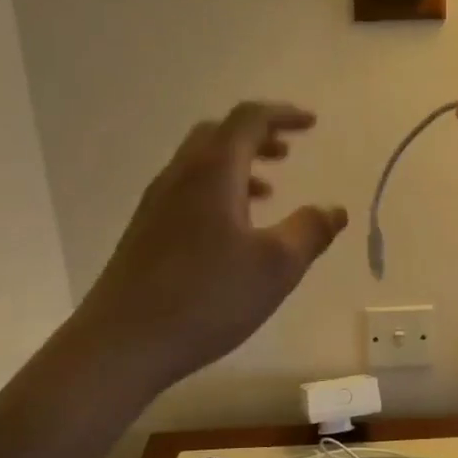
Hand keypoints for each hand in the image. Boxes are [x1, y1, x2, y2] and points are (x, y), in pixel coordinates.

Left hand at [71, 102, 345, 397]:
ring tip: (268, 192)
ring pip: (200, 165)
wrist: (122, 342)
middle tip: (287, 153)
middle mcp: (179, 176)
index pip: (248, 119)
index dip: (283, 115)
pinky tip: (231, 232)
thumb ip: (310, 231)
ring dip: (237, 166)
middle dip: (257, 137)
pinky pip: (187, 191)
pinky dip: (217, 192)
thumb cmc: (207, 297)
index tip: (312, 124)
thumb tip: (334, 209)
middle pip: (218, 134)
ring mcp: (156, 204)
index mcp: (212, 171)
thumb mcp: (276, 266)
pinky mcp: (144, 233)